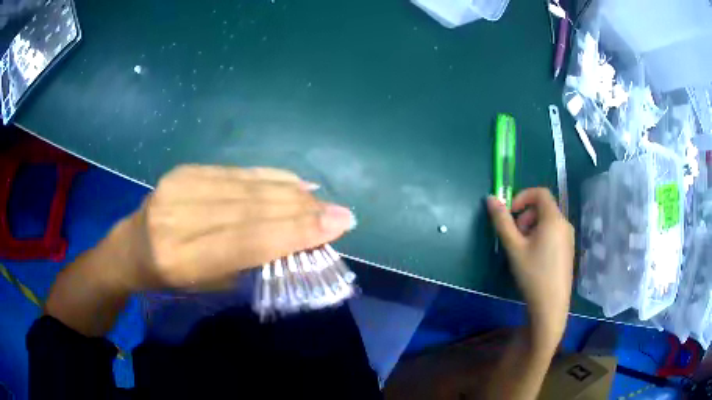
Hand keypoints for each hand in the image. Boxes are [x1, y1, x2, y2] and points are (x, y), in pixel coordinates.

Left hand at [118, 165, 355, 290]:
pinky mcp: (184, 170)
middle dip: (302, 210)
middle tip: (339, 212)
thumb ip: (250, 258)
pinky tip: (293, 182)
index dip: (296, 231)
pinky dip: (269, 177)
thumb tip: (298, 237)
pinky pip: (236, 172)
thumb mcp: (209, 283)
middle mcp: (177, 217)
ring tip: (320, 200)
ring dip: (290, 192)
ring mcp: (179, 187)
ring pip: (247, 186)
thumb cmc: (171, 279)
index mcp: (181, 259)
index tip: (338, 224)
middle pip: (252, 208)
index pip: (248, 240)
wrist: (131, 247)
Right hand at [487, 188, 573, 350]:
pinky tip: (534, 258)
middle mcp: (565, 224)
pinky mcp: (568, 250)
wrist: (551, 305)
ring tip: (522, 248)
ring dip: (532, 226)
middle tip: (514, 235)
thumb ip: (502, 221)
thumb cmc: (533, 274)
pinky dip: (541, 235)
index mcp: (553, 219)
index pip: (540, 193)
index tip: (510, 213)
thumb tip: (490, 198)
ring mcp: (569, 238)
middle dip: (525, 215)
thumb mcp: (514, 247)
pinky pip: (554, 233)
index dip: (522, 197)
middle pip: (544, 207)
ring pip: (548, 221)